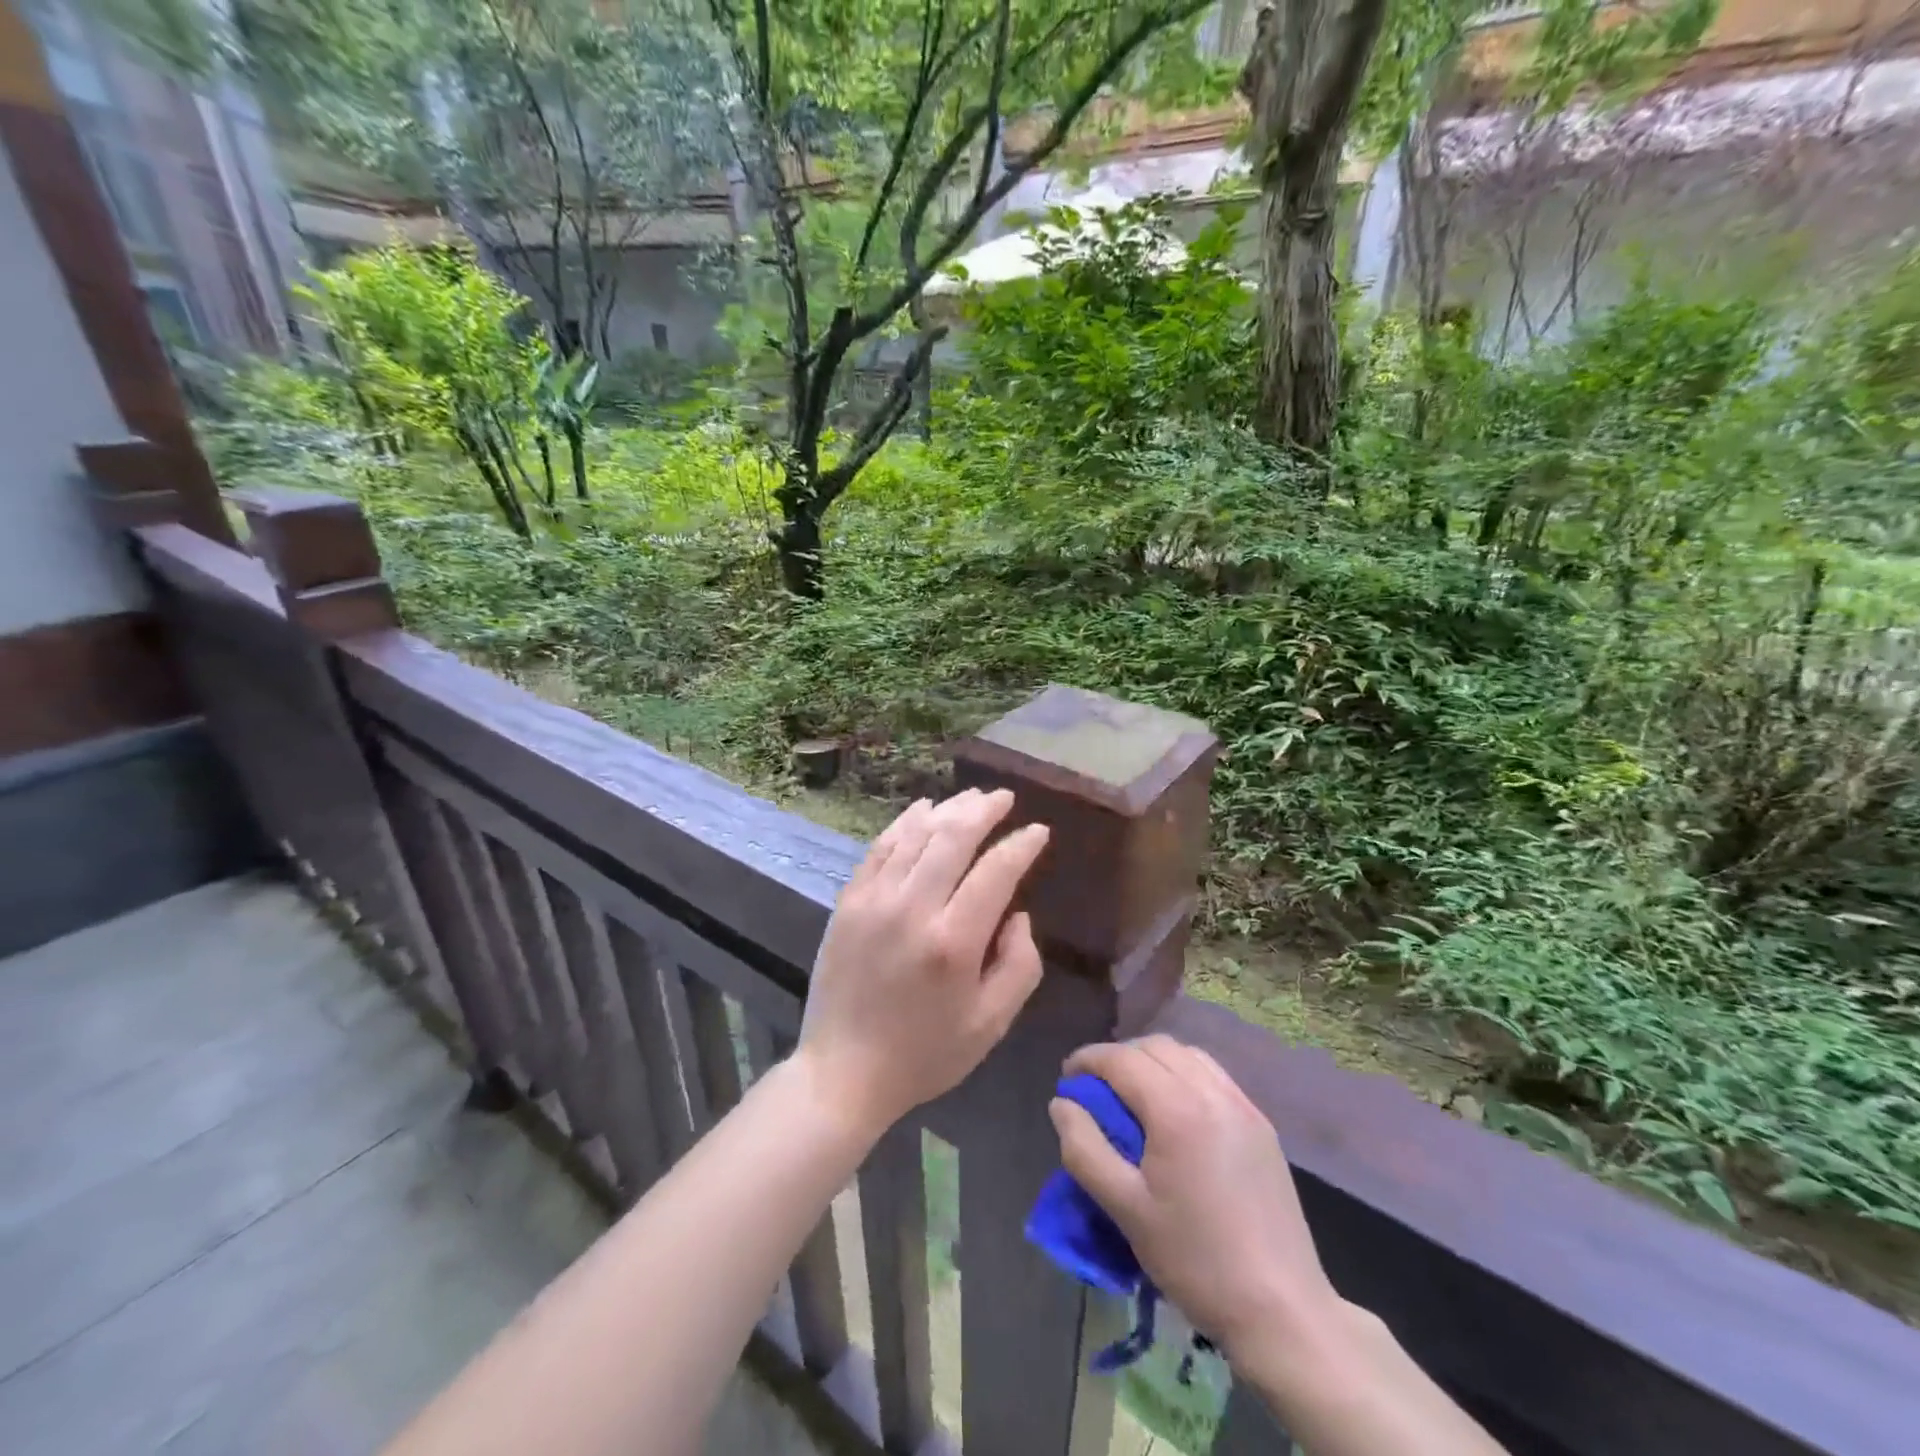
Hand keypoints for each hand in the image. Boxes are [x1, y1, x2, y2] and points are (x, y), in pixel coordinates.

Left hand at [797, 789, 1049, 1136]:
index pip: (996, 872)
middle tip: (1004, 797)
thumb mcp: (991, 1024)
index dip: (1021, 845)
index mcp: (954, 942)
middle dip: (984, 810)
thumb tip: (1018, 914)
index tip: (1039, 831)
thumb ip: (1020, 965)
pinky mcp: (848, 902)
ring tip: (971, 797)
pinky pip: (880, 848)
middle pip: (953, 837)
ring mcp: (874, 900)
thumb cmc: (926, 1054)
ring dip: (947, 810)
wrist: (844, 1072)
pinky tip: (922, 810)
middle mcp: (913, 909)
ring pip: (915, 834)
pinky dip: (904, 823)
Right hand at [1050, 1036, 1337, 1358]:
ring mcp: (1243, 1105)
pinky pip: (1213, 1074)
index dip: (1088, 1060)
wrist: (1281, 1309)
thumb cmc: (1195, 1259)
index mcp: (1177, 1110)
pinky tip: (1174, 1107)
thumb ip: (1085, 1149)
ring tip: (1132, 1092)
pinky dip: (1183, 1072)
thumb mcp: (1126, 1209)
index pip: (1121, 1059)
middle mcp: (1212, 1093)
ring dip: (1151, 1059)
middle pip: (1154, 1046)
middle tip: (1095, 1087)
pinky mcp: (1261, 1124)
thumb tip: (1061, 1103)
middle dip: (1118, 1056)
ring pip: (1186, 1054)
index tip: (1067, 1078)